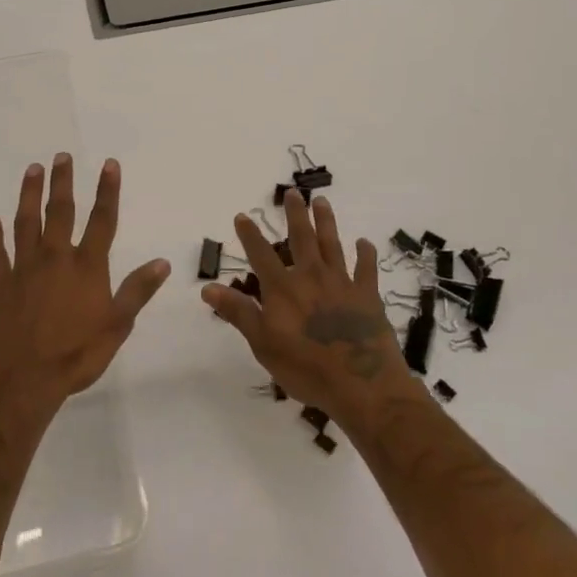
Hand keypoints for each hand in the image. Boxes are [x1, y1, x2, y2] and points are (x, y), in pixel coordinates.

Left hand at [0, 155, 170, 423]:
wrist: (22, 380)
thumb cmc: (76, 354)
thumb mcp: (117, 326)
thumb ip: (137, 291)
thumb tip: (162, 262)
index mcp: (87, 267)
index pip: (102, 220)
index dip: (107, 191)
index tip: (109, 164)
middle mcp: (55, 258)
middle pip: (60, 212)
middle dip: (63, 182)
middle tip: (61, 156)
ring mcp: (24, 269)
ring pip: (26, 223)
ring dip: (29, 195)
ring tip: (32, 170)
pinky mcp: (0, 284)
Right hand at [201, 190, 419, 422]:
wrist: (362, 383)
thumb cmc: (306, 368)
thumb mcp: (262, 344)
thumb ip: (238, 312)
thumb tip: (208, 287)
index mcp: (283, 289)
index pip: (261, 254)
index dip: (250, 234)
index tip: (242, 215)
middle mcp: (311, 277)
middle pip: (302, 238)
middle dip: (295, 214)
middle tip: (294, 192)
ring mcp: (342, 283)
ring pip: (333, 244)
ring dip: (326, 221)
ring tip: (322, 202)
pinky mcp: (368, 295)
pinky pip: (366, 268)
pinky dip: (365, 253)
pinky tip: (364, 242)